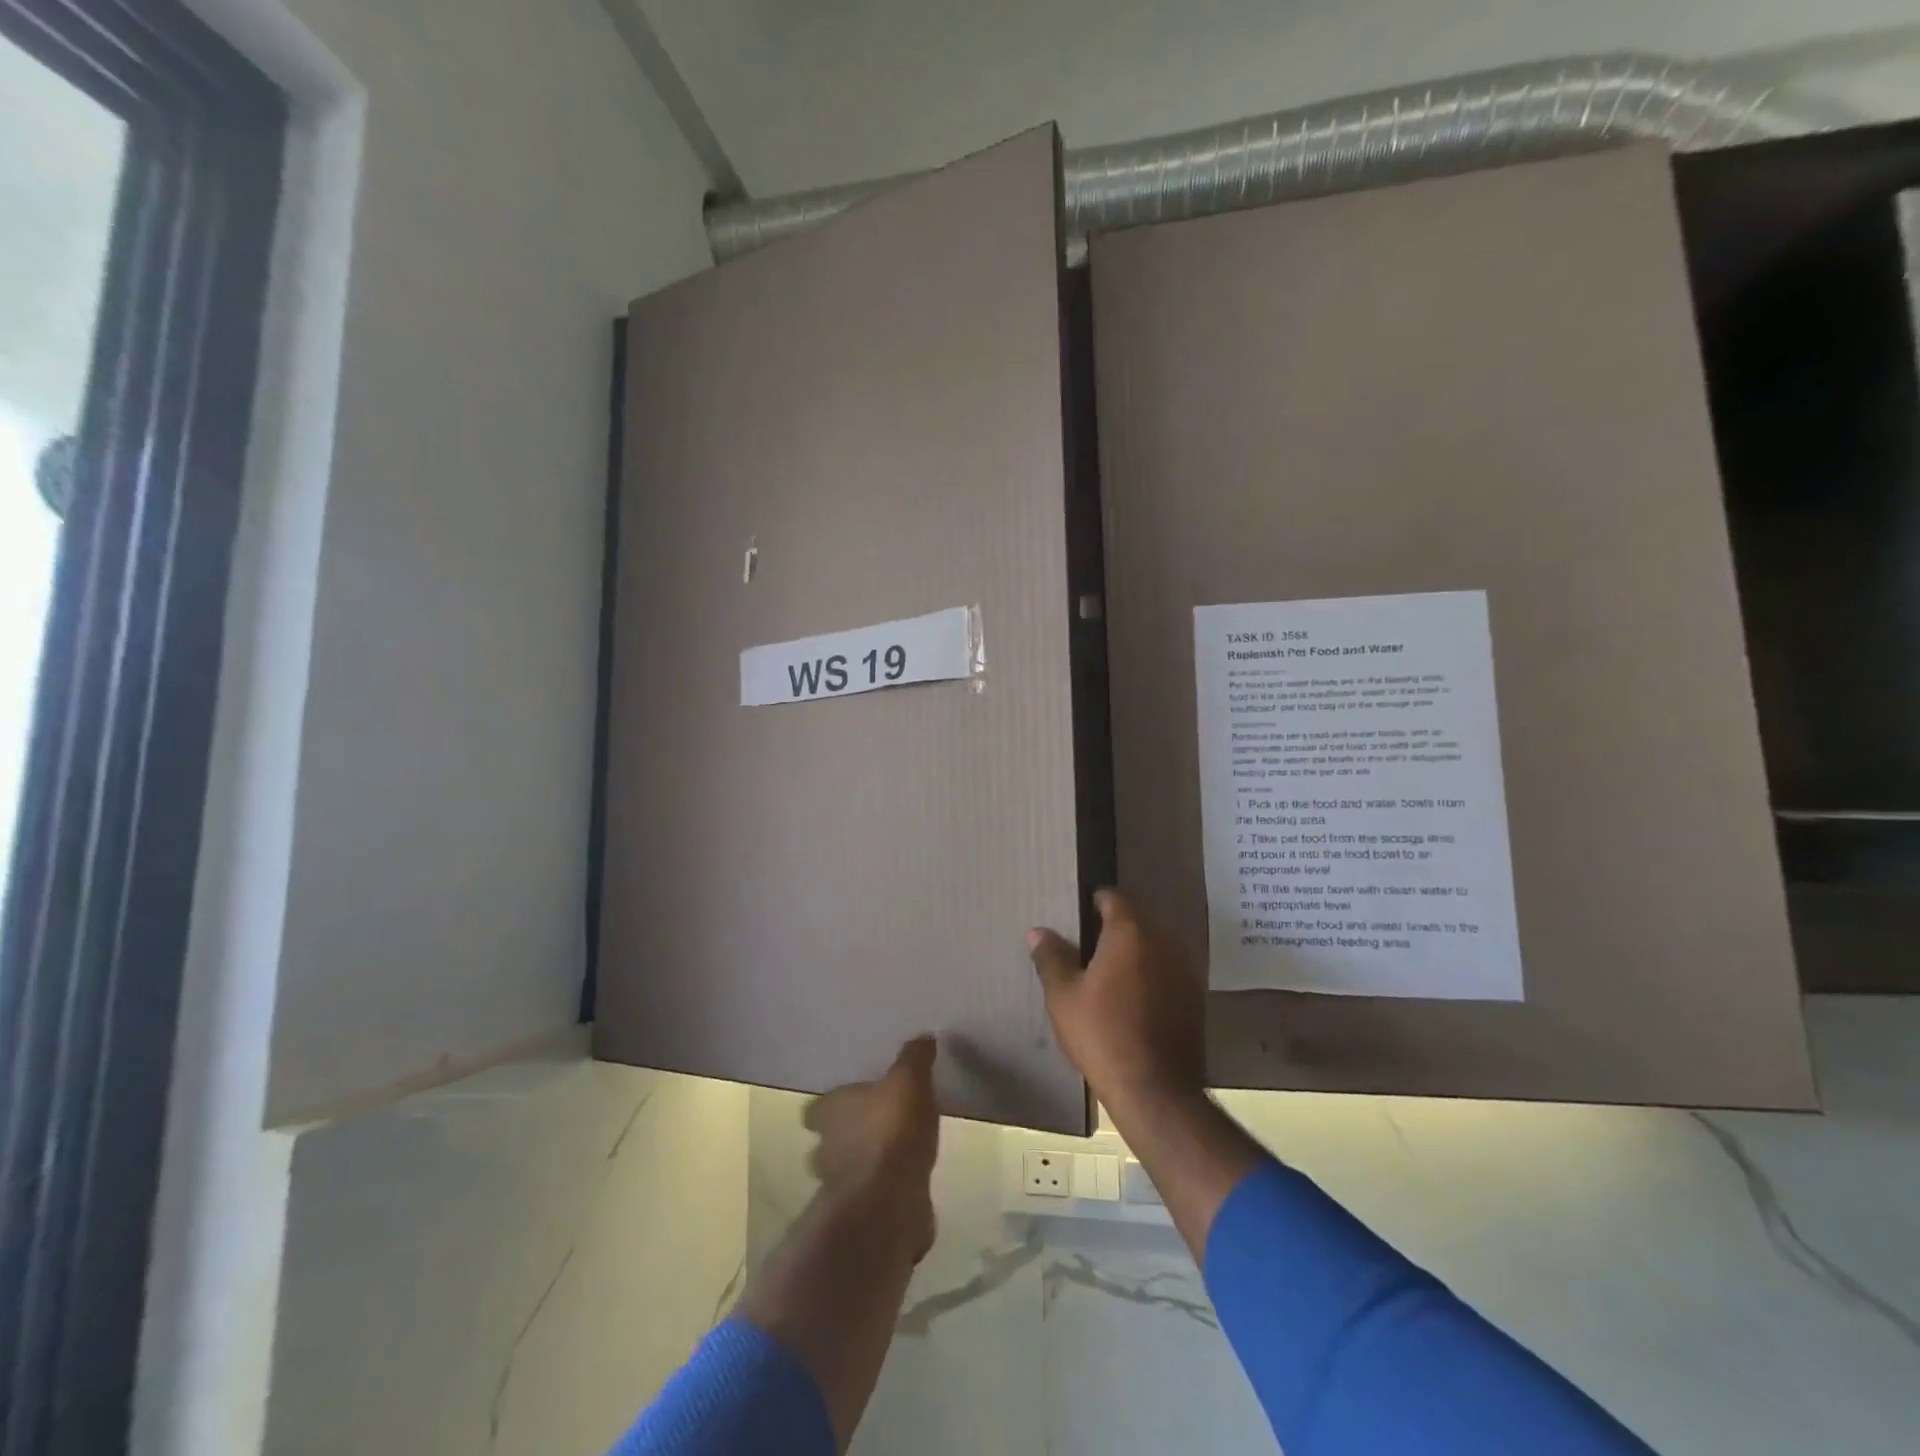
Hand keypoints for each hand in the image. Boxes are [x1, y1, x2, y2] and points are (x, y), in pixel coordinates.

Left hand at [803, 1036, 939, 1259]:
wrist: (889, 1203)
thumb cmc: (891, 1130)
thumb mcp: (909, 1081)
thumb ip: (914, 1059)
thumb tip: (923, 1037)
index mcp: (831, 1112)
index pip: (816, 1108)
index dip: (829, 1106)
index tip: (846, 1101)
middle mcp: (826, 1148)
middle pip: (827, 1140)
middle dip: (844, 1136)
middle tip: (870, 1127)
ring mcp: (839, 1187)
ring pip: (844, 1170)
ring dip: (861, 1165)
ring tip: (889, 1156)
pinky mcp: (860, 1215)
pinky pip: (868, 1196)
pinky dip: (880, 1191)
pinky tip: (903, 1183)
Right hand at [1028, 889, 1205, 1111]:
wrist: (1155, 1090)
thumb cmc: (1102, 1034)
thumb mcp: (1063, 996)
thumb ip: (1051, 957)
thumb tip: (1037, 931)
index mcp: (1130, 933)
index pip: (1114, 898)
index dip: (1094, 901)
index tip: (1078, 914)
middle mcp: (1164, 942)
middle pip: (1136, 921)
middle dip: (1114, 928)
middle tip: (1087, 948)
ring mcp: (1184, 970)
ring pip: (1154, 947)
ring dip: (1134, 953)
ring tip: (1108, 975)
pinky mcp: (1195, 999)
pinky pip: (1167, 972)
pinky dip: (1151, 976)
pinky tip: (1133, 1000)